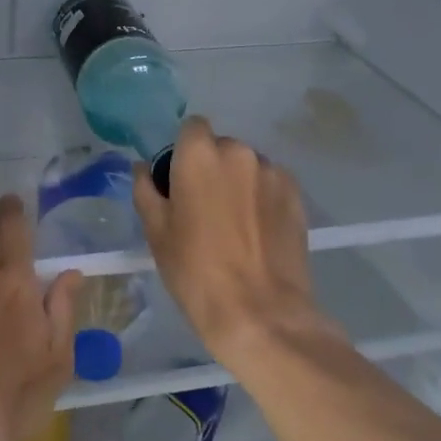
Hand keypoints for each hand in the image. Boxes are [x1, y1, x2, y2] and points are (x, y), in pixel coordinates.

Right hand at [135, 118, 319, 371]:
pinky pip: (270, 185)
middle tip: (203, 207)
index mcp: (200, 155)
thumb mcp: (156, 232)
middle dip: (211, 167)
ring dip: (239, 182)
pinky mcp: (297, 196)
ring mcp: (273, 173)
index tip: (178, 181)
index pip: (191, 128)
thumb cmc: (195, 270)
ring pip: (248, 166)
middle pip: (221, 147)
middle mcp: (240, 153)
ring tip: (235, 224)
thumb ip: (146, 190)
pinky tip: (257, 232)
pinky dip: (262, 198)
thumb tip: (143, 168)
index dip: (183, 150)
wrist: (260, 312)